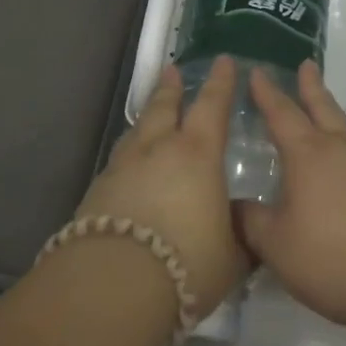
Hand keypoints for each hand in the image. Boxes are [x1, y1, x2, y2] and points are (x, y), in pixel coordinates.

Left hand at [75, 56, 246, 316]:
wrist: (115, 284)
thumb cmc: (188, 263)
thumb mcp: (233, 256)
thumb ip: (243, 235)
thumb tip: (248, 225)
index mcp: (197, 154)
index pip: (212, 106)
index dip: (220, 83)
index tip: (223, 60)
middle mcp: (158, 149)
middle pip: (164, 107)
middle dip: (171, 88)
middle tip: (172, 71)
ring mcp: (123, 167)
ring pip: (137, 131)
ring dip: (147, 118)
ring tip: (151, 114)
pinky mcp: (97, 191)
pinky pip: (119, 161)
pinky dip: (129, 155)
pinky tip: (129, 167)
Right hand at [238, 61, 345, 332]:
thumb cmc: (334, 257)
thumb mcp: (277, 245)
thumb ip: (250, 222)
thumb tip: (231, 205)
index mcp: (308, 154)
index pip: (281, 113)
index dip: (267, 93)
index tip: (258, 72)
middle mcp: (342, 147)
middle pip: (323, 107)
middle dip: (310, 86)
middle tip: (307, 64)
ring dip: (333, 113)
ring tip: (327, 109)